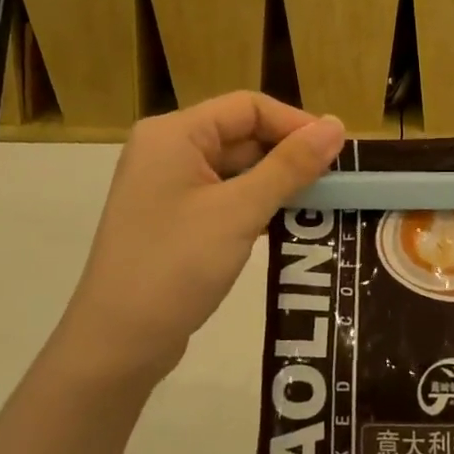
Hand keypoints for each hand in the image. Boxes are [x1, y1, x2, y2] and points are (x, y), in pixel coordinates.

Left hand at [62, 93, 344, 381]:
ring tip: (322, 202)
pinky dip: (256, 204)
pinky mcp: (173, 218)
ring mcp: (168, 186)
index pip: (247, 107)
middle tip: (336, 181)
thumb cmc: (175, 266)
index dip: (295, 123)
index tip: (337, 151)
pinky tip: (288, 223)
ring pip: (236, 168)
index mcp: (174, 134)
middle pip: (242, 134)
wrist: (116, 346)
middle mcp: (168, 150)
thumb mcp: (239, 212)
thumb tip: (337, 125)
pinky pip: (224, 196)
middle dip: (288, 154)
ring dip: (276, 182)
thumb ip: (290, 166)